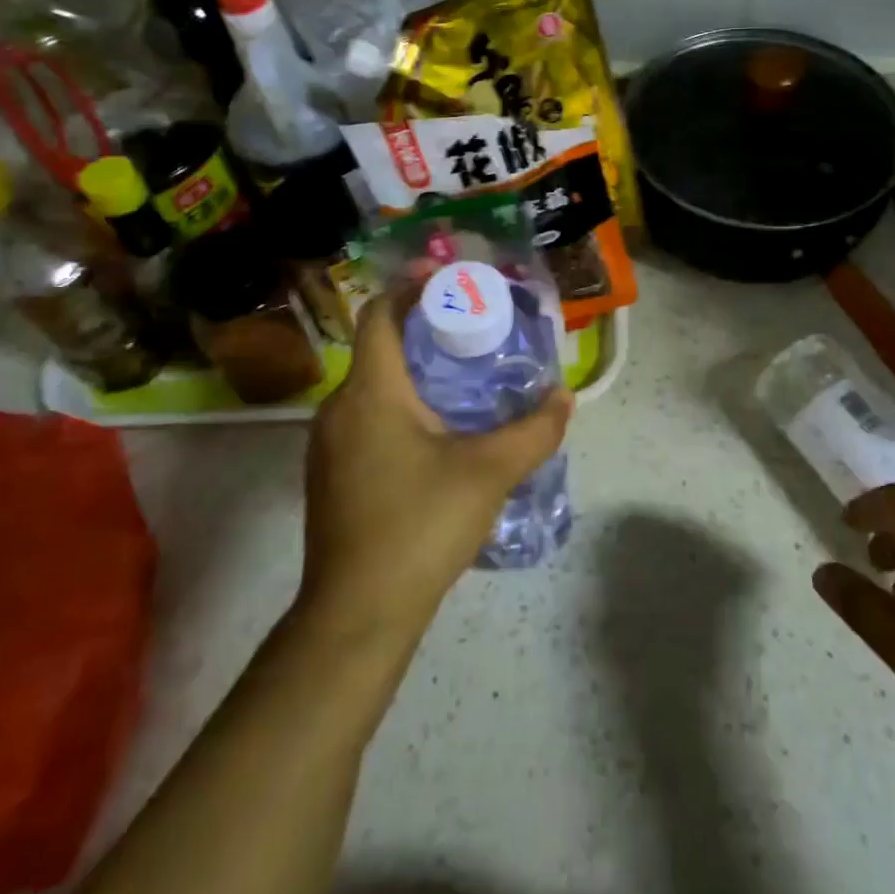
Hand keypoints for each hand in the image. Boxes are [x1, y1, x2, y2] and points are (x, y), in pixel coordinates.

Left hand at [297, 287, 573, 644]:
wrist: (358, 615)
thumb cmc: (420, 526)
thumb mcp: (489, 472)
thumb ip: (534, 430)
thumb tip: (565, 398)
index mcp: (370, 392)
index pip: (380, 315)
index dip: (411, 287)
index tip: (450, 278)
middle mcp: (339, 409)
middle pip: (379, 348)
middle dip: (424, 331)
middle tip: (474, 331)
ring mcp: (329, 445)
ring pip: (373, 388)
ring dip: (414, 373)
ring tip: (464, 380)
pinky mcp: (332, 476)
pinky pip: (367, 419)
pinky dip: (401, 406)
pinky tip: (439, 434)